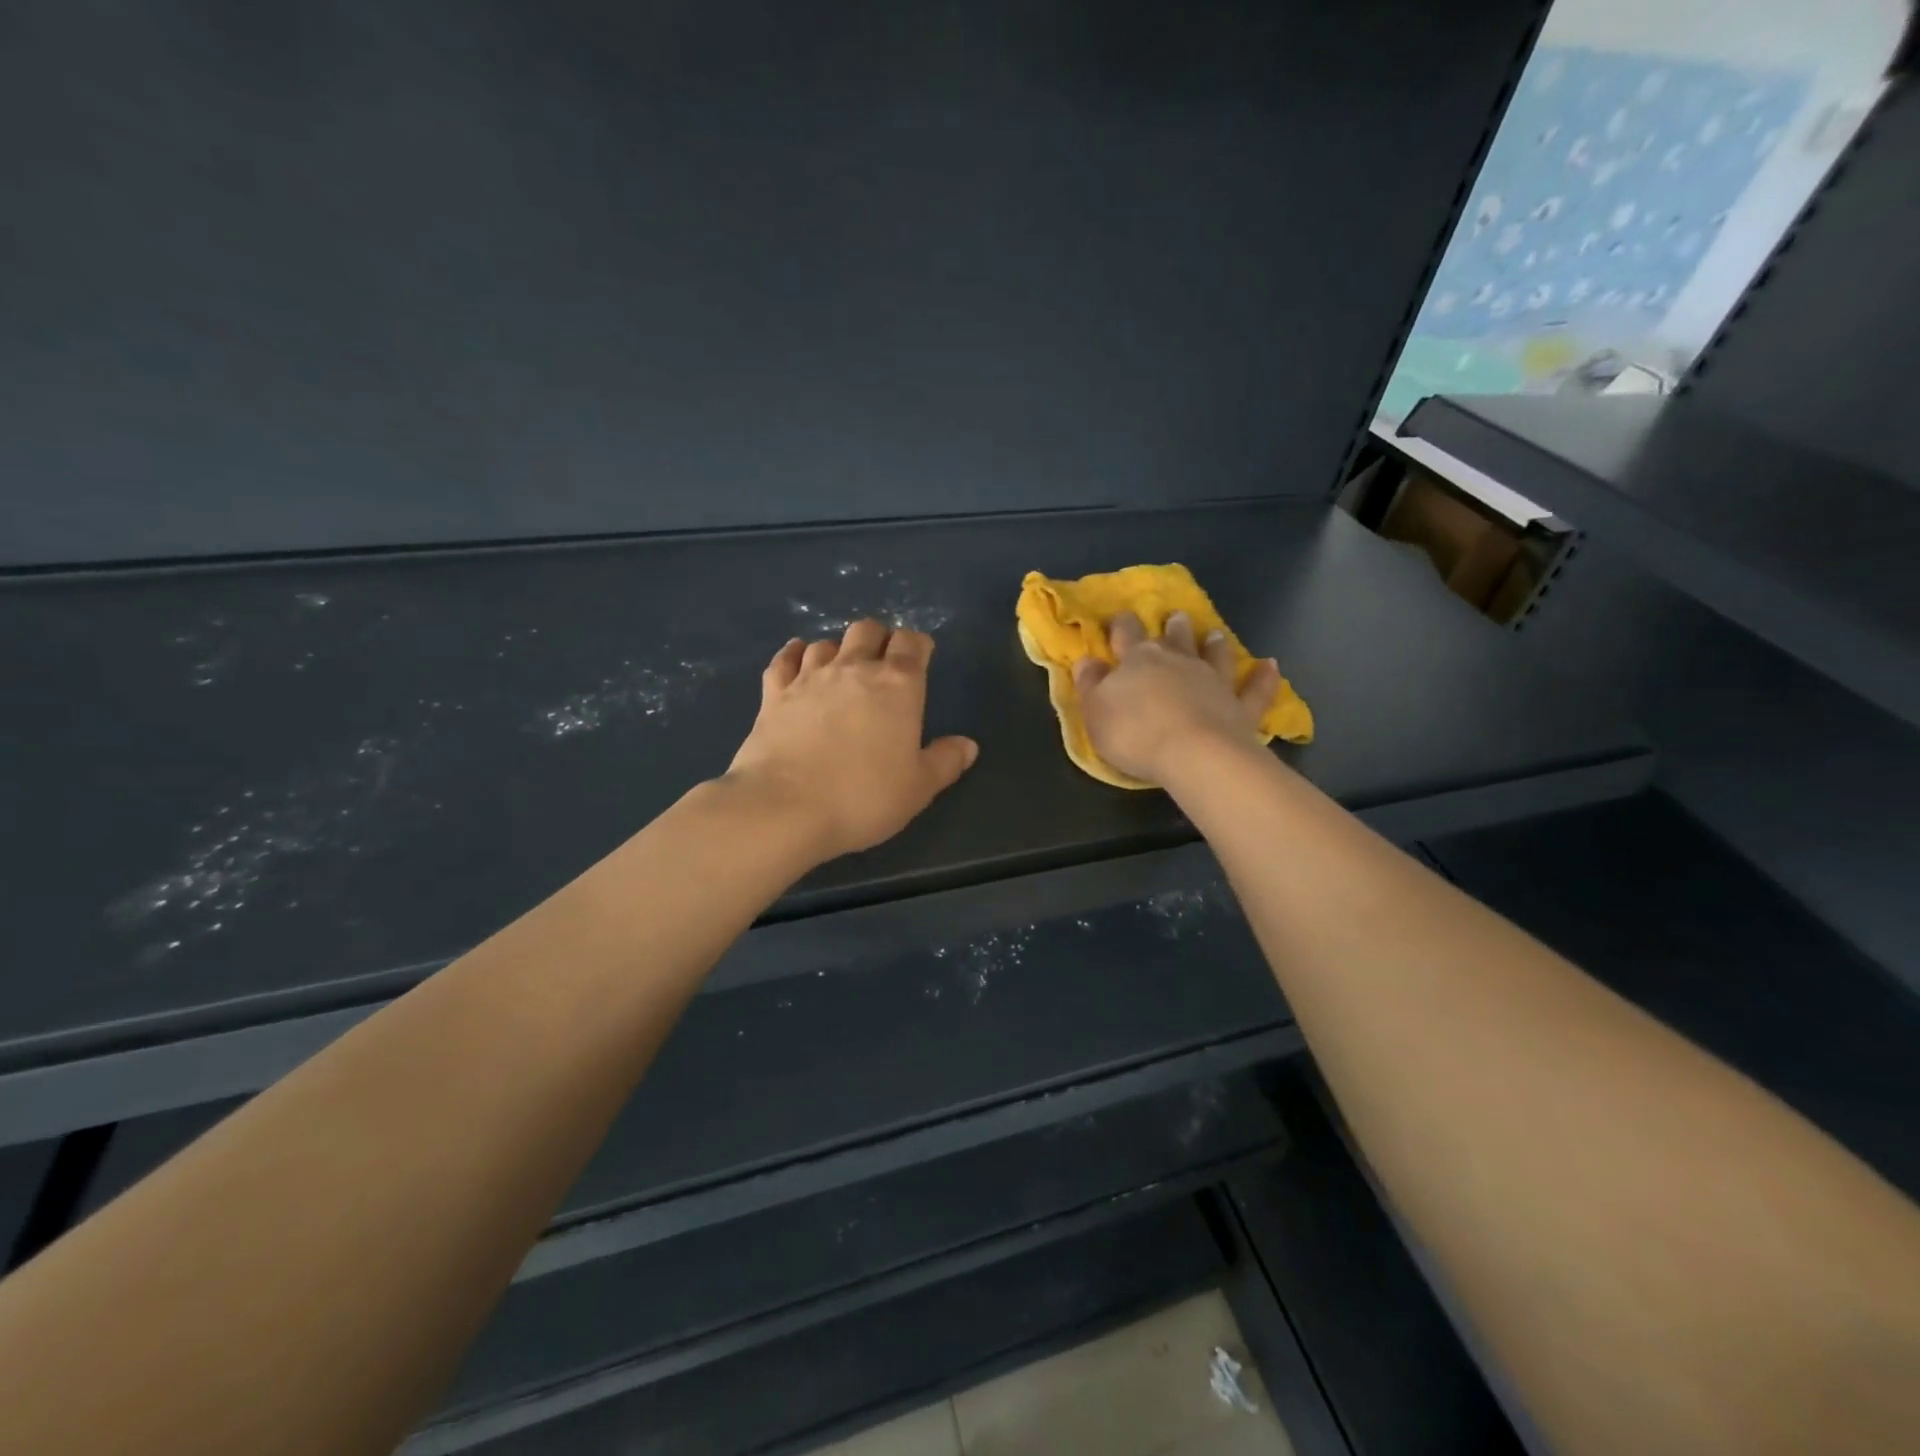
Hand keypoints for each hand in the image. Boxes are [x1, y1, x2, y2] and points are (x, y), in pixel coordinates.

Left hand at [725, 620, 979, 860]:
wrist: (785, 808)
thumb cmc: (864, 797)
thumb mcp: (918, 788)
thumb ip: (945, 761)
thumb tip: (968, 745)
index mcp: (898, 685)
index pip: (912, 642)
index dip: (919, 646)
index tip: (921, 659)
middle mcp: (854, 668)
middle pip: (867, 630)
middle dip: (879, 639)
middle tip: (882, 665)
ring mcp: (809, 677)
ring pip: (826, 643)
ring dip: (838, 650)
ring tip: (841, 670)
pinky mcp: (774, 693)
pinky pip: (784, 659)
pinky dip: (794, 655)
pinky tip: (797, 659)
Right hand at [1072, 611, 1280, 785]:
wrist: (1194, 754)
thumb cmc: (1135, 733)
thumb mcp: (1095, 711)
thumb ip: (1090, 684)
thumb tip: (1086, 660)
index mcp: (1138, 660)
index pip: (1126, 635)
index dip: (1122, 626)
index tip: (1120, 617)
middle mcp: (1178, 662)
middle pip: (1174, 639)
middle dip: (1171, 627)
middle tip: (1175, 616)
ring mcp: (1213, 682)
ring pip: (1213, 655)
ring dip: (1213, 644)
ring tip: (1215, 633)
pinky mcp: (1240, 707)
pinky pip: (1254, 689)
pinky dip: (1263, 678)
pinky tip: (1271, 665)